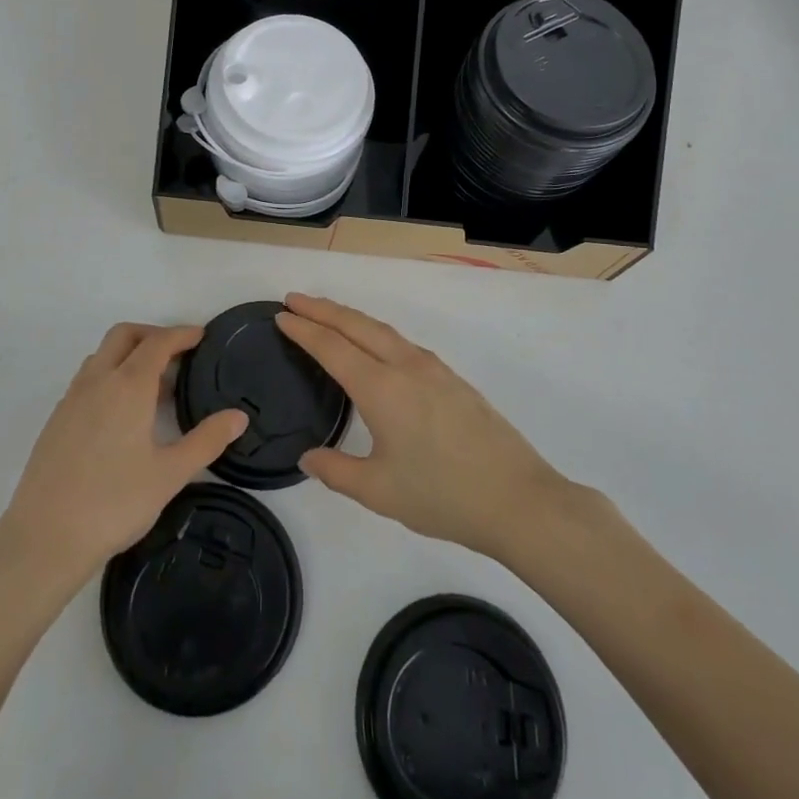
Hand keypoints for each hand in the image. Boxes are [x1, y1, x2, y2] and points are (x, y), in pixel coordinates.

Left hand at [0, 324, 246, 588]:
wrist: (43, 539)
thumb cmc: (114, 503)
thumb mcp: (170, 474)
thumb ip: (206, 441)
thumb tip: (239, 416)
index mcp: (128, 386)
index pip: (158, 342)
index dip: (181, 334)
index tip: (201, 336)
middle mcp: (97, 382)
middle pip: (124, 336)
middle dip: (152, 334)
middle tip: (177, 354)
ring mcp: (71, 399)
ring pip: (102, 356)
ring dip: (128, 355)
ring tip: (152, 386)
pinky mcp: (56, 420)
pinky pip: (87, 380)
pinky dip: (109, 377)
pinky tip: (120, 415)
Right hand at [278, 294, 569, 561]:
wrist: (517, 499)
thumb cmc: (443, 496)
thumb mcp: (379, 491)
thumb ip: (337, 471)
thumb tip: (307, 457)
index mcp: (382, 388)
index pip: (332, 348)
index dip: (304, 330)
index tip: (281, 315)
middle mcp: (406, 366)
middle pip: (357, 325)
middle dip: (323, 309)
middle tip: (294, 299)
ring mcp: (433, 369)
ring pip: (383, 330)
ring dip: (351, 318)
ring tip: (327, 316)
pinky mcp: (452, 379)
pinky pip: (403, 342)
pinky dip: (376, 333)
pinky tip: (375, 347)